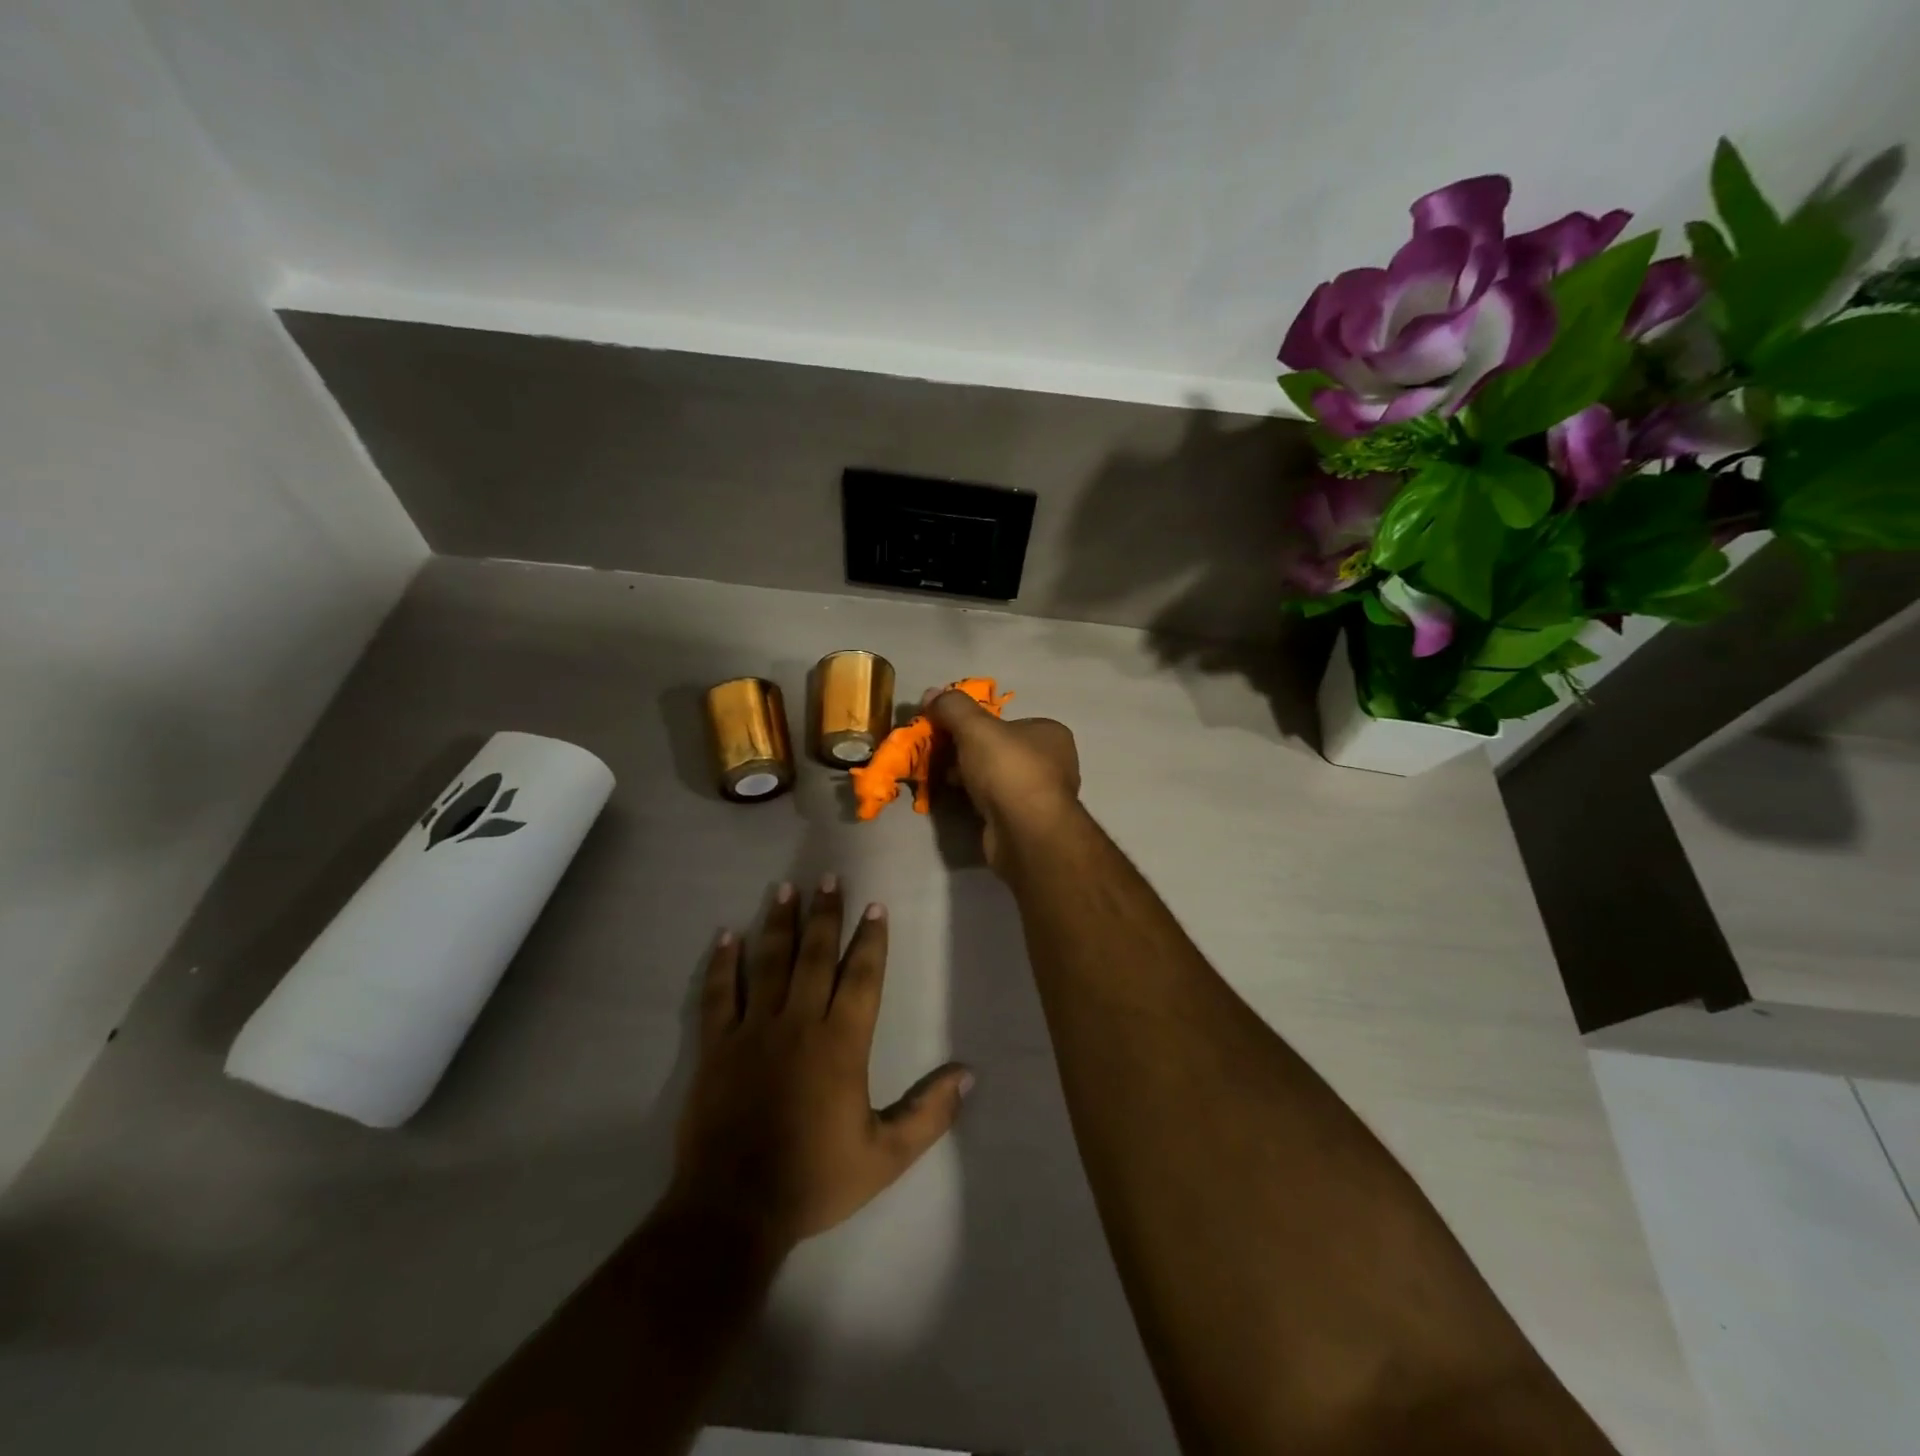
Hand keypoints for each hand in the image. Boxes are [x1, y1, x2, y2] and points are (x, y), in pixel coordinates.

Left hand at [669, 879, 971, 1249]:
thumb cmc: (814, 1180)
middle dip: (826, 914)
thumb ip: (928, 1114)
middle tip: (829, 878)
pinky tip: (727, 936)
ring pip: (769, 963)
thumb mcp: (885, 1156)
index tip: (874, 906)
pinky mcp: (717, 1047)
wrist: (734, 1210)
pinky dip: (724, 963)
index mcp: (841, 1043)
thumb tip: (968, 1074)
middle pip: (815, 955)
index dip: (871, 939)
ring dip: (779, 923)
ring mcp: (753, 1031)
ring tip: (785, 889)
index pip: (862, 976)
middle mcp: (798, 1023)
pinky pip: (720, 994)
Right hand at [923, 689, 1080, 872]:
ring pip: (996, 778)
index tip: (947, 731)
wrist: (1026, 833)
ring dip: (969, 777)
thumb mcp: (975, 728)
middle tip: (939, 755)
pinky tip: (956, 800)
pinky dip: (975, 800)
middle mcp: (1053, 763)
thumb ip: (953, 707)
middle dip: (967, 752)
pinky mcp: (1027, 823)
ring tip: (941, 777)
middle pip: (999, 750)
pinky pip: (994, 803)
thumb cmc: (1008, 770)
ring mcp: (1041, 796)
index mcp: (1051, 733)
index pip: (1008, 722)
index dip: (975, 724)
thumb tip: (931, 693)